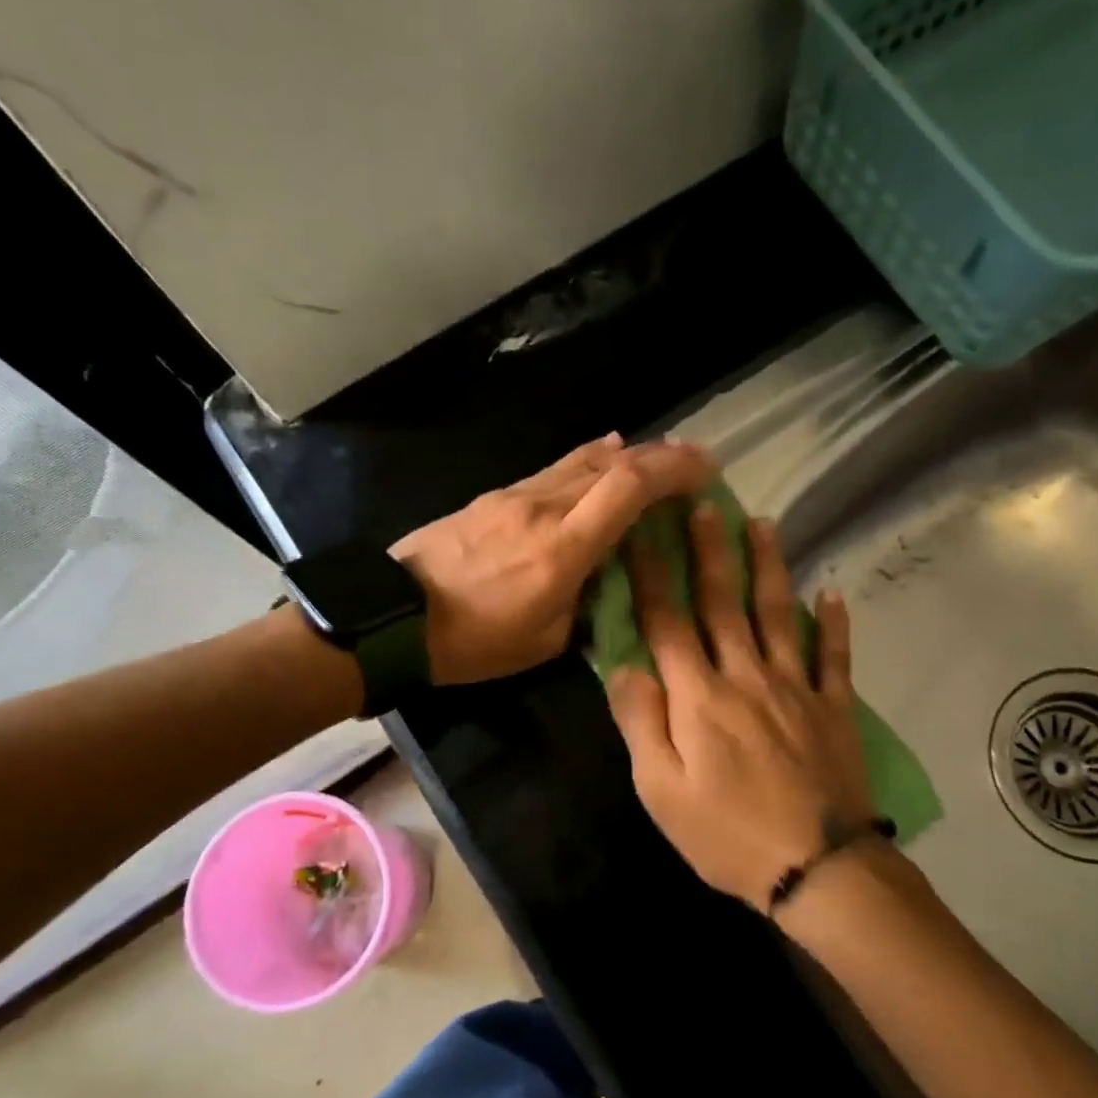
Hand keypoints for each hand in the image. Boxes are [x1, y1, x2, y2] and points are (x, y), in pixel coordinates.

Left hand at [392, 433, 713, 685]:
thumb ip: (586, 604)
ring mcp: (514, 495)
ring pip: (582, 459)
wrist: (391, 617)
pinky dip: (588, 461)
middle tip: (694, 462)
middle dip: (660, 456)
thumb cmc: (472, 641)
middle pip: (612, 462)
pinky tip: (602, 458)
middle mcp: (543, 508)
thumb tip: (609, 579)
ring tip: (657, 458)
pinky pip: (554, 469)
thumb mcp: (544, 642)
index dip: (673, 470)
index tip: (707, 471)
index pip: (628, 487)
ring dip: (626, 454)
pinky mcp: (494, 496)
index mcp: (562, 549)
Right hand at [605, 501, 876, 910]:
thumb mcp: (661, 791)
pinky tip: (834, 593)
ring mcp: (796, 688)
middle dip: (709, 551)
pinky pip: (834, 656)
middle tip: (703, 505)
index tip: (640, 533)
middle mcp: (746, 676)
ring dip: (769, 567)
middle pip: (724, 602)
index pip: (667, 622)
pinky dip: (835, 624)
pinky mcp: (834, 707)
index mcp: (699, 696)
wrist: (816, 868)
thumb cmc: (726, 835)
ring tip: (764, 524)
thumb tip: (623, 665)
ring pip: (779, 614)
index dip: (650, 575)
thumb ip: (641, 723)